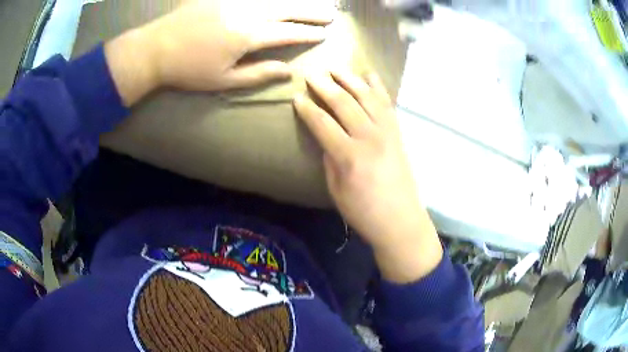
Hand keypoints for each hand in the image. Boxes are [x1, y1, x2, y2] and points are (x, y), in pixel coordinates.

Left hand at [105, 0, 334, 104]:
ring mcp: (234, 1)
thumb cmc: (189, 69)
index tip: (324, 34)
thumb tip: (288, 71)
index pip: (287, 33)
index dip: (307, 33)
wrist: (157, 48)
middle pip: (286, 10)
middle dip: (311, 12)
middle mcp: (247, 12)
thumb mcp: (223, 79)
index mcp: (248, 36)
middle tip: (330, 14)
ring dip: (296, 1)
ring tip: (314, 3)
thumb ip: (258, 74)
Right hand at [294, 71, 442, 282]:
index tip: (297, 96)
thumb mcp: (336, 190)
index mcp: (349, 155)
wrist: (401, 219)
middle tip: (312, 74)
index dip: (307, 108)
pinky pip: (387, 103)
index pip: (322, 123)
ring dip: (349, 79)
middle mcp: (369, 137)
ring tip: (336, 68)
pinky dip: (378, 86)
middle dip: (325, 86)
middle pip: (343, 103)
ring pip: (366, 97)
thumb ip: (329, 159)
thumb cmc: (364, 211)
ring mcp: (387, 132)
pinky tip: (369, 74)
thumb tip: (326, 137)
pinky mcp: (397, 133)